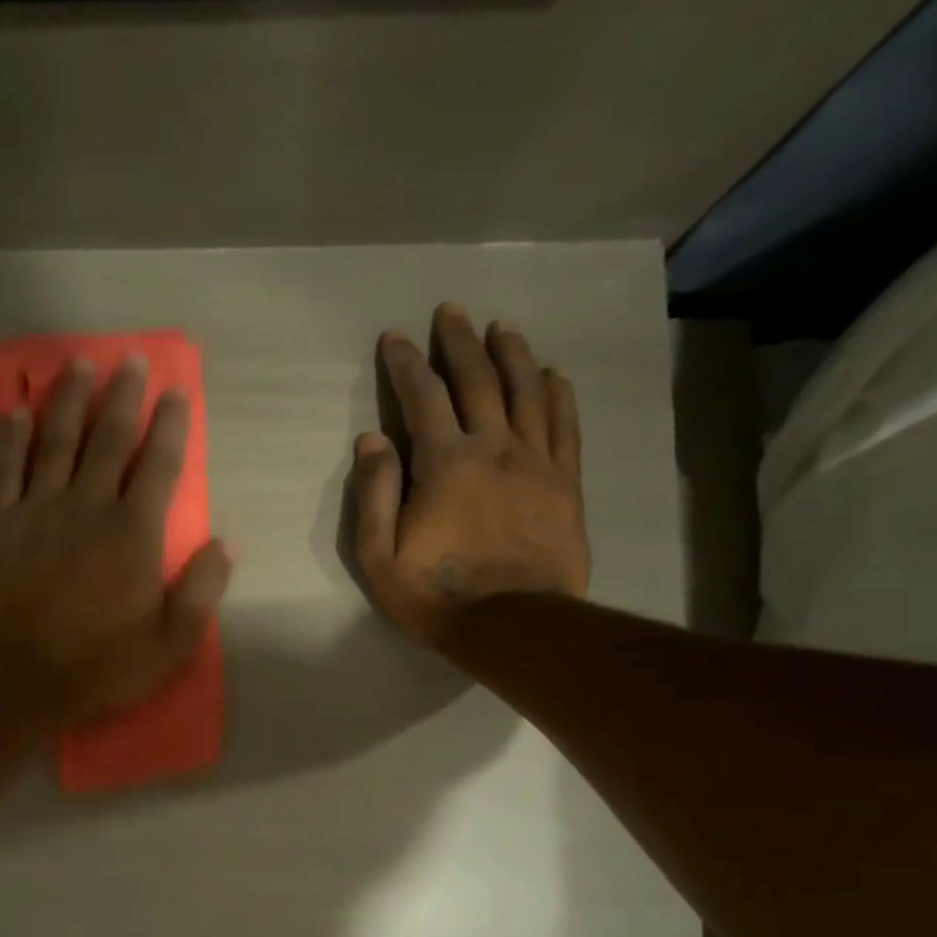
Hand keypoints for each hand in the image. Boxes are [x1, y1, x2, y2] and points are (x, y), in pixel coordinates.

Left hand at [0, 357, 232, 727]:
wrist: (16, 682)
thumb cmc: (100, 667)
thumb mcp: (171, 645)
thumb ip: (202, 591)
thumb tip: (228, 543)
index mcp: (134, 534)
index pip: (159, 466)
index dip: (171, 426)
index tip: (178, 391)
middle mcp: (87, 508)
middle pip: (108, 439)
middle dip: (123, 396)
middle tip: (129, 359)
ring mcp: (38, 512)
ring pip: (56, 442)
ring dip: (69, 400)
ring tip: (77, 363)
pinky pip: (4, 471)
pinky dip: (11, 440)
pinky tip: (17, 413)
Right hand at [352, 305, 589, 646]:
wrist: (512, 624)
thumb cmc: (435, 594)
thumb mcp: (379, 555)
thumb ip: (373, 493)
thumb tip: (371, 438)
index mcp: (444, 462)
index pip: (423, 397)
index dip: (407, 363)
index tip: (396, 337)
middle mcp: (493, 447)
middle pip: (478, 379)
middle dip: (460, 342)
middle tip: (451, 312)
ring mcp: (535, 461)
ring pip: (526, 391)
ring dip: (512, 354)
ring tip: (502, 327)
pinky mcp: (564, 482)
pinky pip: (564, 425)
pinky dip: (558, 393)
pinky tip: (553, 374)